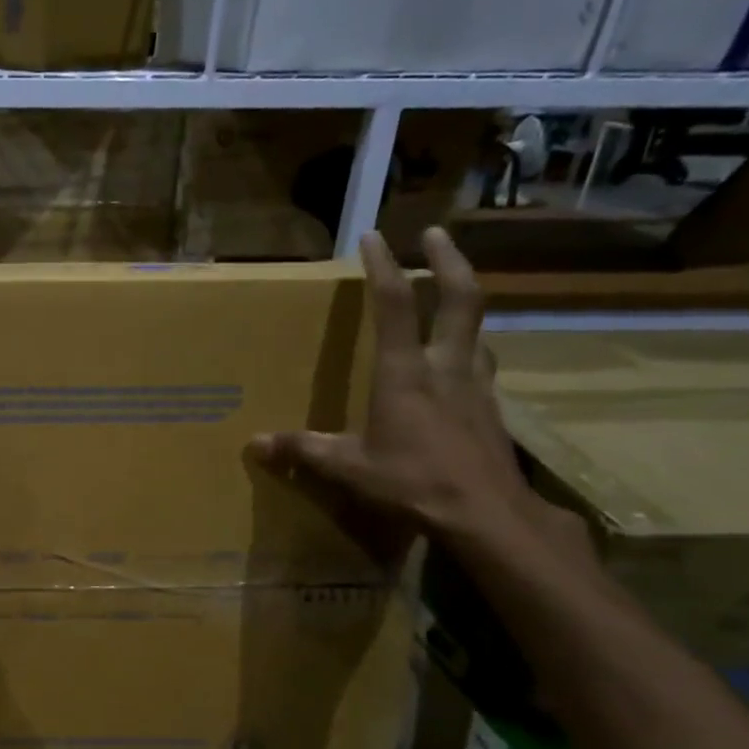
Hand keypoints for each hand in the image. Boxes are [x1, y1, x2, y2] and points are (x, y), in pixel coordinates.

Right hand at [249, 229, 585, 551]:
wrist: (486, 514)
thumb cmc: (413, 483)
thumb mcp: (349, 468)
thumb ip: (304, 450)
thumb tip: (256, 444)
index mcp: (405, 373)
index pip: (394, 306)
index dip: (383, 267)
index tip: (374, 236)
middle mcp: (446, 367)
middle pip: (459, 299)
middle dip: (448, 261)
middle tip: (436, 234)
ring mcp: (476, 386)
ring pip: (477, 330)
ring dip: (464, 304)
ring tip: (451, 297)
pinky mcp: (492, 409)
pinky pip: (482, 365)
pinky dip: (471, 349)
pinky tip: (462, 364)